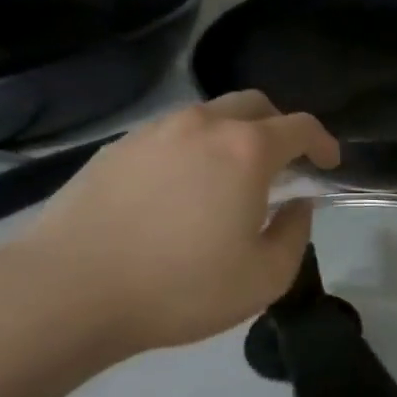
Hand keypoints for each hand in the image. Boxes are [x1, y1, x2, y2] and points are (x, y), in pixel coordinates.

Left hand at [0, 92, 339, 361]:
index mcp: (246, 150)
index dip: (323, 141)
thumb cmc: (179, 287)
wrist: (67, 292)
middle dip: (279, 127)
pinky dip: (191, 149)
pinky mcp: (116, 148)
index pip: (301, 126)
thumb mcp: (263, 278)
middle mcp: (204, 125)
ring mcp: (155, 132)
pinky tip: (179, 190)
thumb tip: (298, 205)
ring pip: (209, 115)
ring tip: (228, 178)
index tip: (329, 164)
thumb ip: (294, 235)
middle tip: (282, 165)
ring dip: (232, 136)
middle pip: (255, 104)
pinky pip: (170, 135)